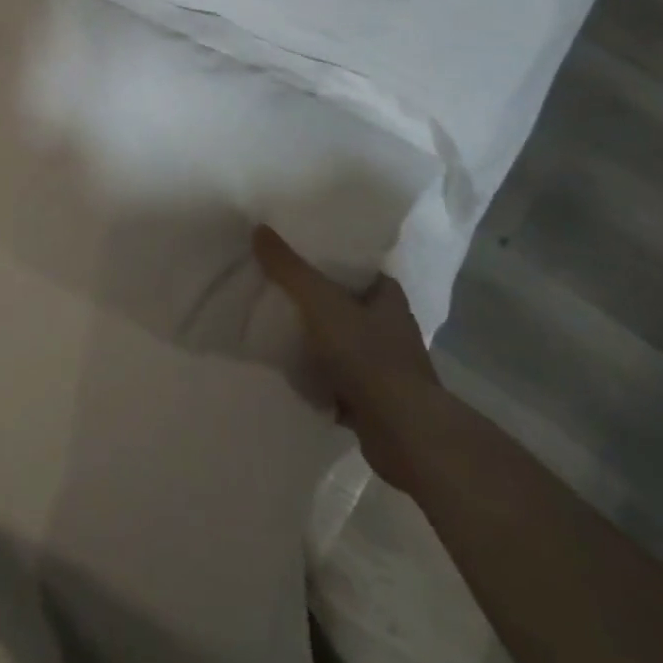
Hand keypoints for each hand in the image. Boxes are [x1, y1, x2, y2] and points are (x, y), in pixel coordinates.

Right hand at [253, 224, 443, 491]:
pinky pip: (338, 383)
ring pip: (342, 346)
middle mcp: (392, 331)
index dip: (332, 262)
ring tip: (275, 329)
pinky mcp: (374, 404)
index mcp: (388, 300)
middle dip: (318, 303)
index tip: (300, 256)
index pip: (360, 270)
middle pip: (347, 307)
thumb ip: (289, 267)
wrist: (403, 434)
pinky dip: (317, 381)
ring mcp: (385, 371)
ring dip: (316, 344)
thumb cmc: (368, 356)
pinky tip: (289, 374)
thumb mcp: (320, 301)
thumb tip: (259, 228)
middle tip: (278, 289)